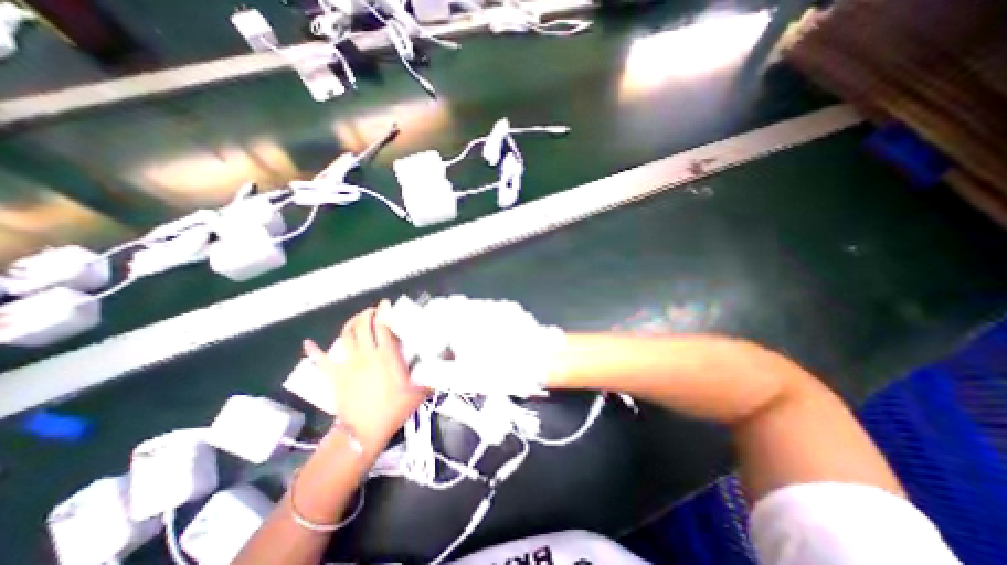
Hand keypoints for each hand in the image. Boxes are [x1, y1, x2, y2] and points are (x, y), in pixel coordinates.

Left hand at [299, 301, 423, 453]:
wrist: (365, 431)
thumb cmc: (394, 409)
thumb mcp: (420, 390)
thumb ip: (433, 372)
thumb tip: (448, 360)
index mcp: (386, 355)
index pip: (383, 326)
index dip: (384, 312)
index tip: (386, 304)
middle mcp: (366, 354)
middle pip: (362, 326)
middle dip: (367, 314)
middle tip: (372, 311)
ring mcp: (348, 364)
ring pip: (345, 335)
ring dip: (350, 323)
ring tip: (356, 319)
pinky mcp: (334, 375)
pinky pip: (321, 360)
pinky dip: (314, 351)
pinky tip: (308, 343)